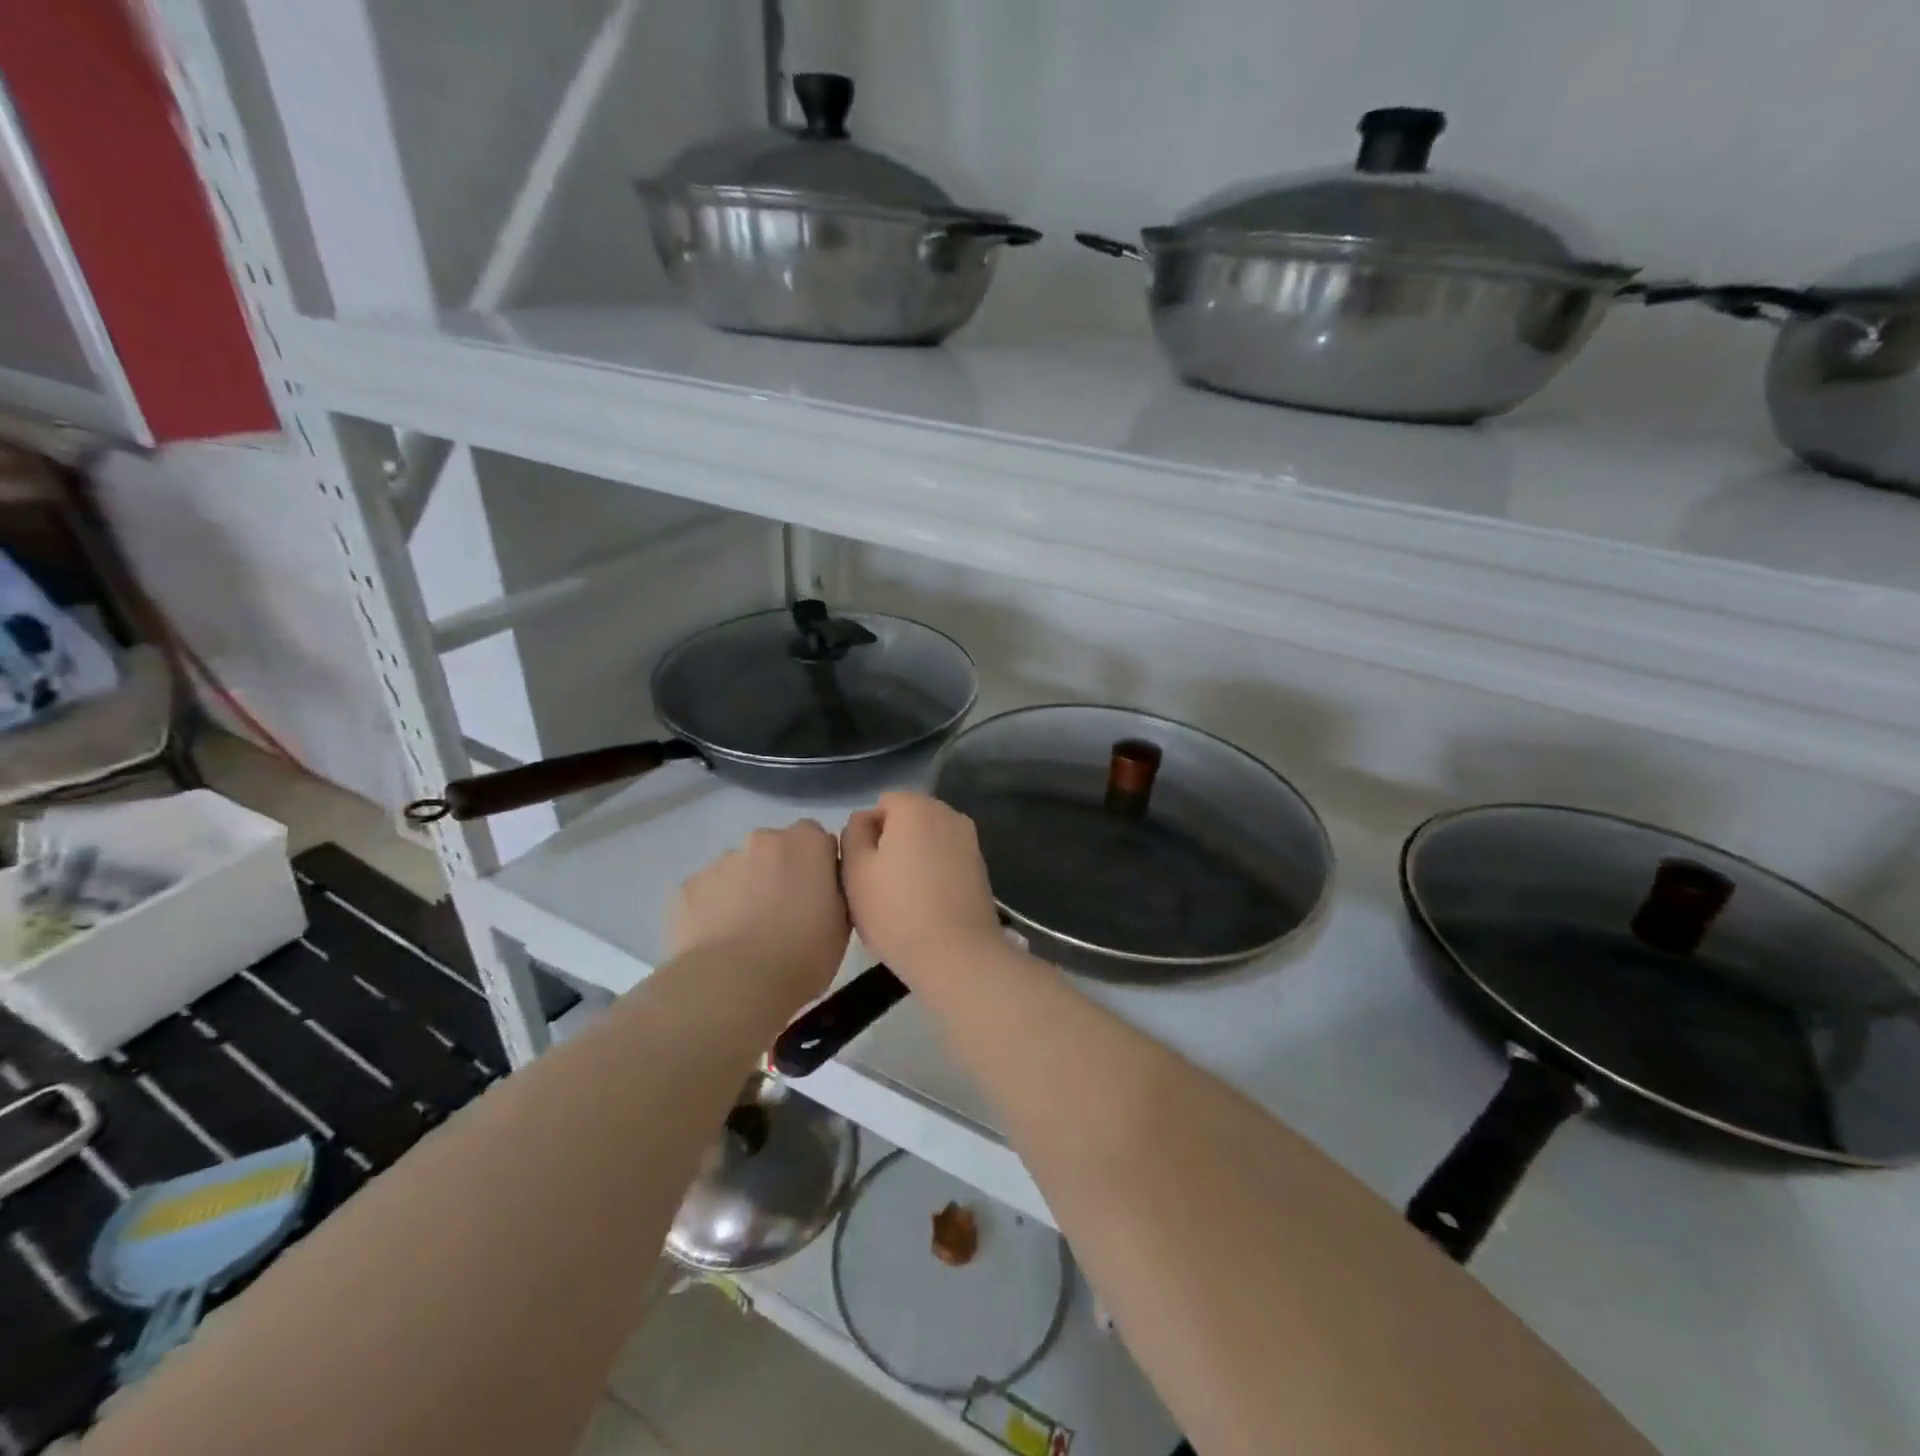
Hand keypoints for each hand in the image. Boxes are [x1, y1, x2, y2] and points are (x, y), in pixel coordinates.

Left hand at [670, 821, 848, 1001]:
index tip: (819, 896)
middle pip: (776, 848)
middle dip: (781, 871)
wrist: (733, 986)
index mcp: (807, 843)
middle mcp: (762, 839)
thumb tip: (823, 884)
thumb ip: (835, 890)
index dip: (820, 866)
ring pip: (741, 868)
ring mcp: (722, 861)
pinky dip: (716, 907)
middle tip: (784, 915)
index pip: (818, 839)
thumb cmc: (802, 956)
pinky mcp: (689, 886)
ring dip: (747, 888)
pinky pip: (710, 891)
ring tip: (748, 933)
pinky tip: (720, 941)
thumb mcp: (842, 924)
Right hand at [840, 793, 1001, 983]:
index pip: (883, 803)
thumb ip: (854, 834)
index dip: (868, 832)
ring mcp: (969, 839)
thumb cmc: (896, 911)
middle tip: (879, 882)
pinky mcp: (980, 866)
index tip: (864, 867)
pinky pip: (947, 857)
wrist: (957, 954)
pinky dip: (935, 871)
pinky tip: (928, 903)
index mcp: (916, 808)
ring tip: (904, 896)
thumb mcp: (855, 871)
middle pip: (910, 817)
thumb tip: (865, 819)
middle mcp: (948, 813)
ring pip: (930, 838)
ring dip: (915, 856)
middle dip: (893, 840)